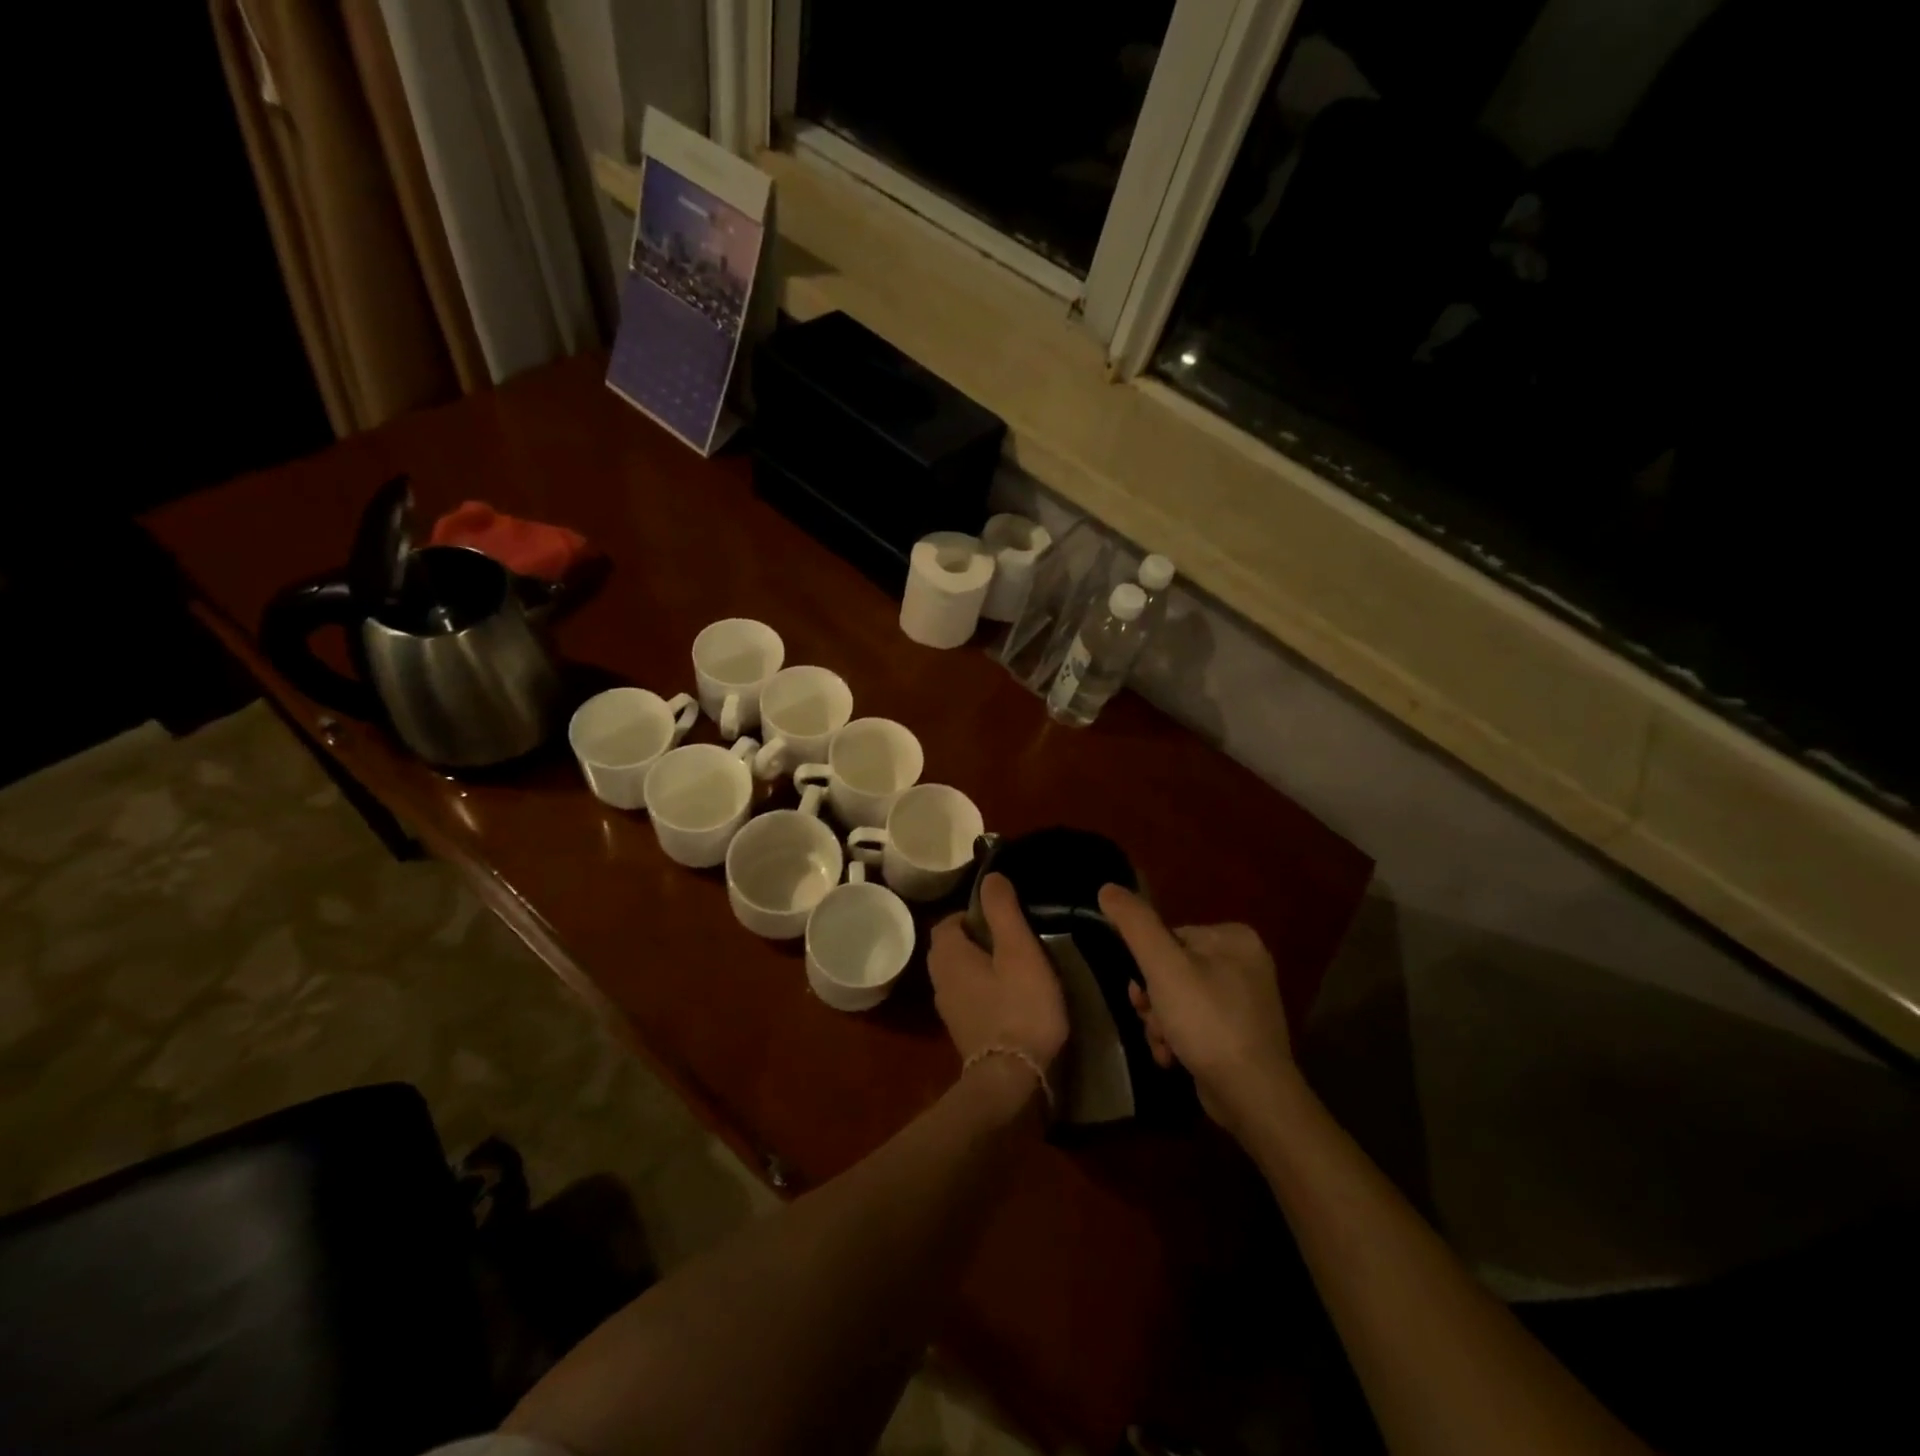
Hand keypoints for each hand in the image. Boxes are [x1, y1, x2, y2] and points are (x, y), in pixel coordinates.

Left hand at [928, 874, 1068, 1075]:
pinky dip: (985, 991)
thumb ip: (1003, 911)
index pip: (949, 921)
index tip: (1003, 917)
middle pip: (952, 947)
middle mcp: (939, 980)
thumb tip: (991, 877)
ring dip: (982, 966)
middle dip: (978, 939)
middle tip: (1013, 939)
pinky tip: (1012, 998)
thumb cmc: (1019, 1007)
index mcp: (948, 955)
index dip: (973, 913)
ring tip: (1016, 966)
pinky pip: (969, 998)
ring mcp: (949, 1010)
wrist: (1012, 1080)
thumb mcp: (1019, 951)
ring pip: (960, 974)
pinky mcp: (964, 1032)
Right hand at [1098, 884, 1295, 1133]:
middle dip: (1154, 999)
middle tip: (1151, 1020)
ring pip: (1180, 999)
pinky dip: (1179, 1039)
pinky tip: (1173, 1058)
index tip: (1142, 992)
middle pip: (1173, 969)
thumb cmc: (1207, 1022)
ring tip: (1163, 1045)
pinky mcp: (1241, 1034)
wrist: (1253, 1097)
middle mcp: (1246, 963)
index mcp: (1234, 938)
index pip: (1171, 937)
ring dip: (1161, 1022)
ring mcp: (1246, 1001)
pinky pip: (1196, 1024)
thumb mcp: (1163, 967)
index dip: (1148, 965)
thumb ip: (1135, 924)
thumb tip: (1107, 888)